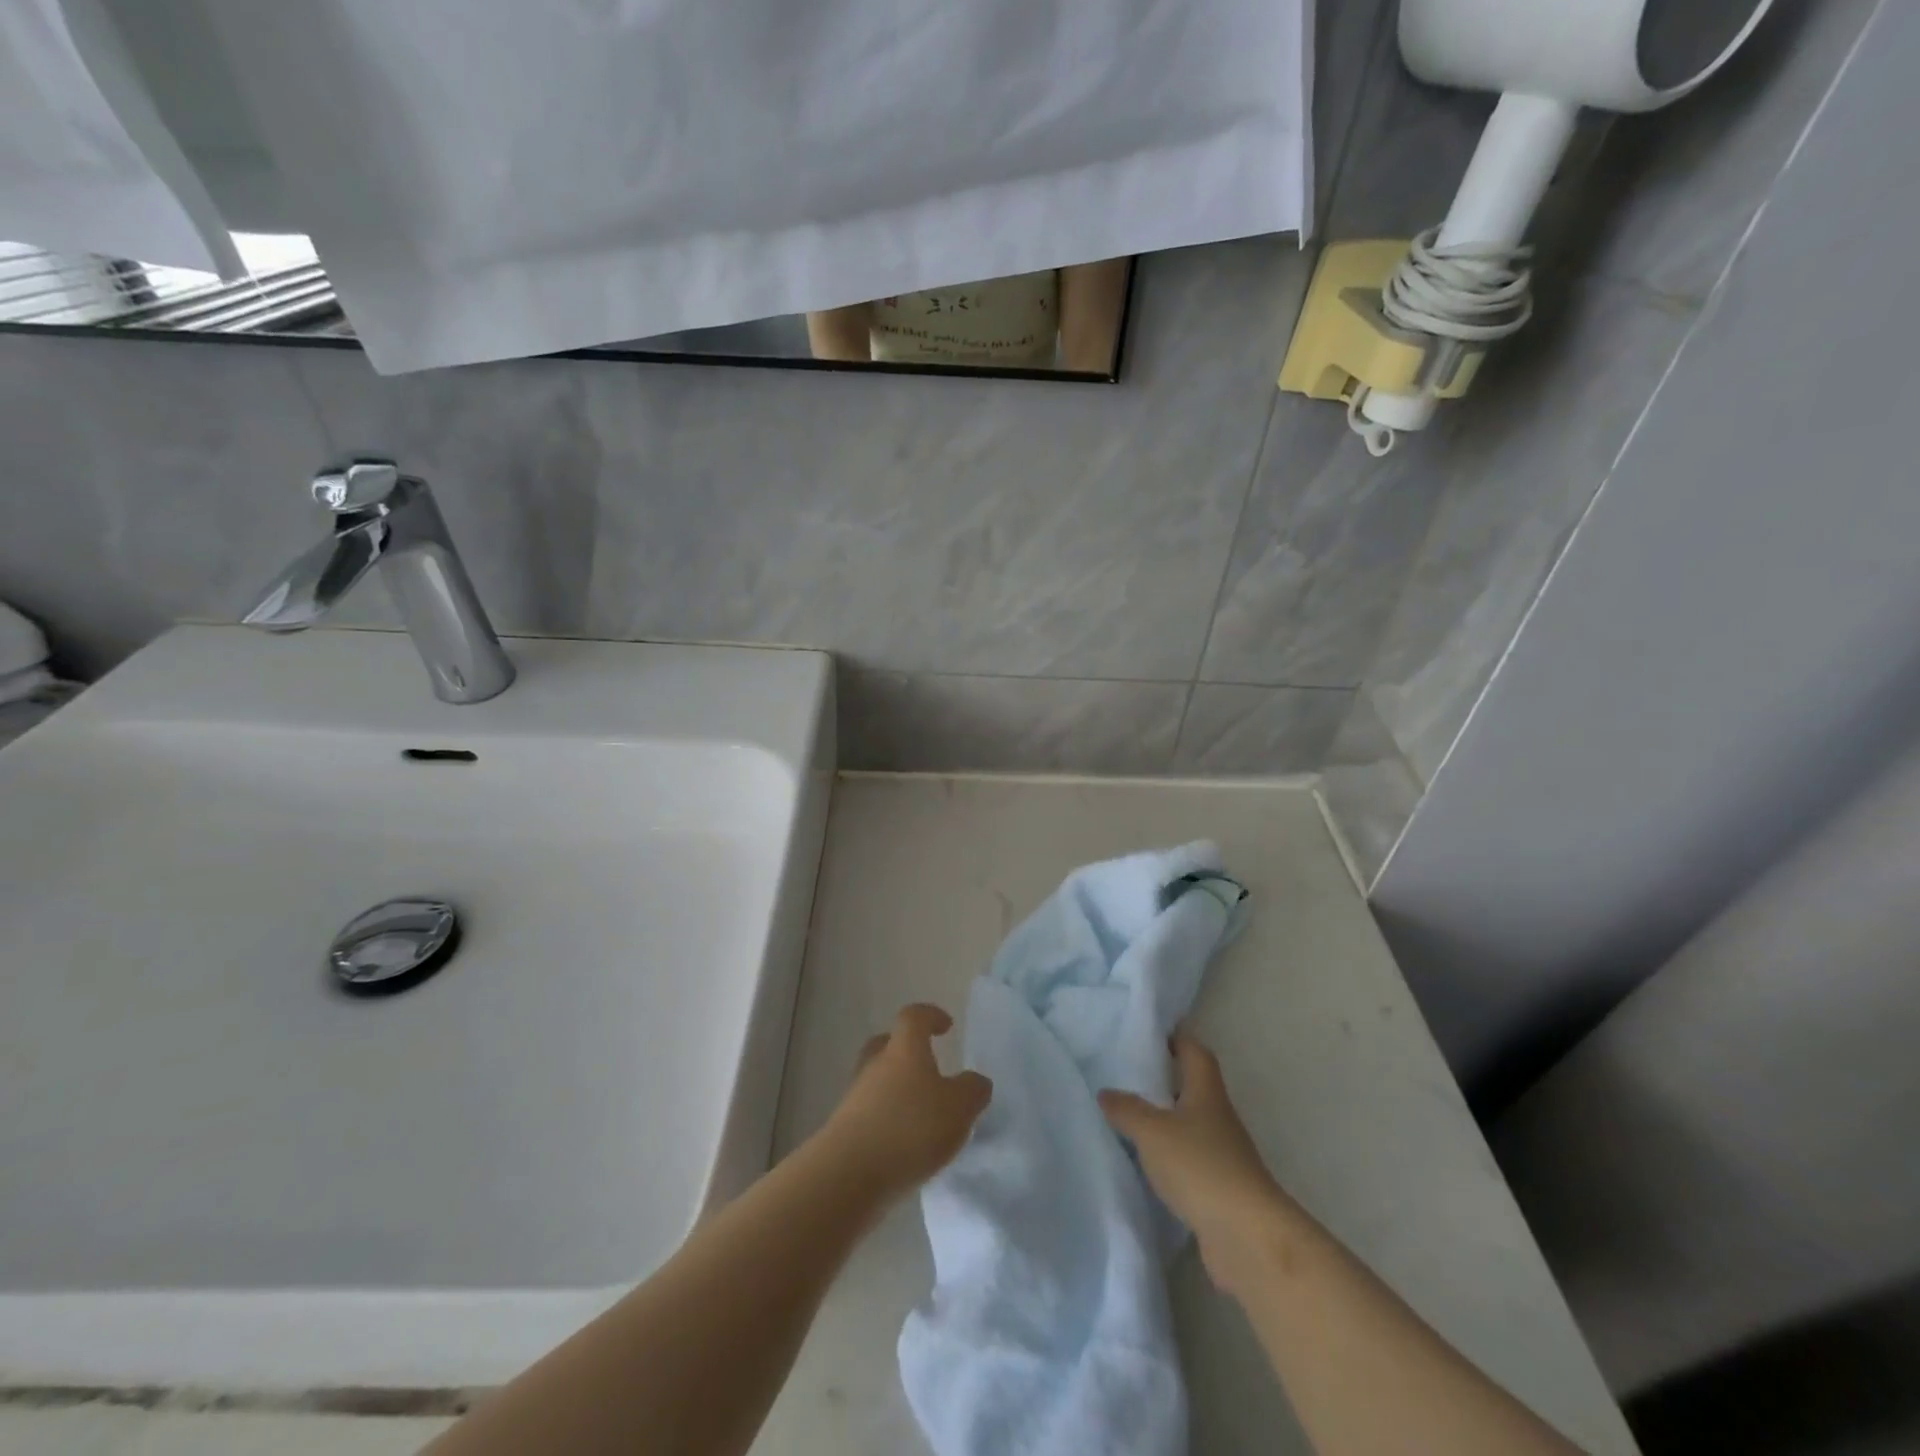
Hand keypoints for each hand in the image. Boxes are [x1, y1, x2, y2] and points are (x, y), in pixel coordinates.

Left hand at [823, 1003, 991, 1203]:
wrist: (848, 1175)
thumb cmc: (910, 1128)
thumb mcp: (959, 1108)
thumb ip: (973, 1090)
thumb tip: (975, 1081)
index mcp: (904, 1049)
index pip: (914, 1016)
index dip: (931, 1016)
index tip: (946, 1026)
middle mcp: (876, 1064)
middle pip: (887, 1044)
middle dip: (906, 1051)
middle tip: (927, 1067)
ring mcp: (855, 1096)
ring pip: (877, 1080)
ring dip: (897, 1090)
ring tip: (921, 1115)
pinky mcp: (844, 1130)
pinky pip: (870, 1112)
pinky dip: (887, 1119)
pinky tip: (904, 1144)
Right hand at [1100, 1031, 1284, 1288]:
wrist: (1247, 1237)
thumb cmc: (1201, 1167)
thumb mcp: (1153, 1132)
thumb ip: (1127, 1109)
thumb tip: (1105, 1092)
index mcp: (1207, 1093)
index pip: (1195, 1052)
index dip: (1177, 1038)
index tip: (1150, 1032)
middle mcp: (1218, 1117)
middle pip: (1193, 1087)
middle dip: (1165, 1078)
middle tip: (1129, 1072)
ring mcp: (1222, 1155)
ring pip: (1190, 1124)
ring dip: (1165, 1119)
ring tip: (1129, 1116)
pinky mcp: (1219, 1189)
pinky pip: (1189, 1160)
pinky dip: (1169, 1156)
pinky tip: (1146, 1163)